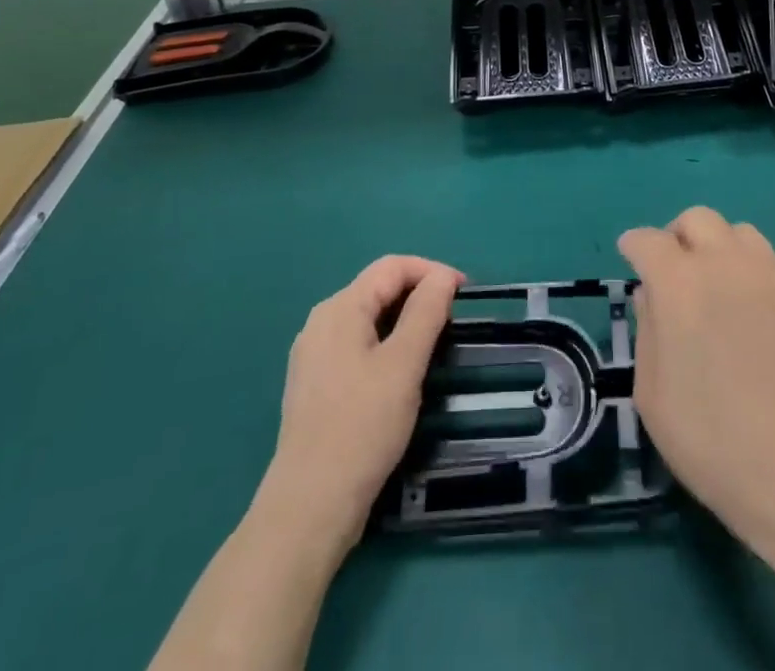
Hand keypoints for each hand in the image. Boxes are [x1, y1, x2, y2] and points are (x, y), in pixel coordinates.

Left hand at [260, 255, 462, 550]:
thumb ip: (426, 312)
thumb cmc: (362, 427)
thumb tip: (443, 277)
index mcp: (340, 308)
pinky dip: (386, 345)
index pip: (392, 267)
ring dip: (404, 321)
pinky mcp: (315, 385)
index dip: (432, 271)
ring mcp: (313, 355)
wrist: (309, 508)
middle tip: (454, 320)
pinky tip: (401, 373)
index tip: (465, 293)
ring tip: (434, 345)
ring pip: (368, 318)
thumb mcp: (404, 364)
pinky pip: (357, 345)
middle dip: (419, 294)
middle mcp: (321, 322)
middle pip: (378, 288)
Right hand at [619, 207, 774, 556]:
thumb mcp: (653, 397)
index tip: (631, 259)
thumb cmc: (715, 443)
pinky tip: (757, 322)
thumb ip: (647, 332)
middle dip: (678, 236)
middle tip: (674, 273)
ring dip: (720, 249)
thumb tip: (651, 296)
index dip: (634, 246)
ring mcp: (774, 278)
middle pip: (697, 219)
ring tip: (718, 288)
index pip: (648, 240)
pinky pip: (773, 269)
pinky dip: (754, 279)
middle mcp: (726, 265)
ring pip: (740, 233)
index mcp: (680, 284)